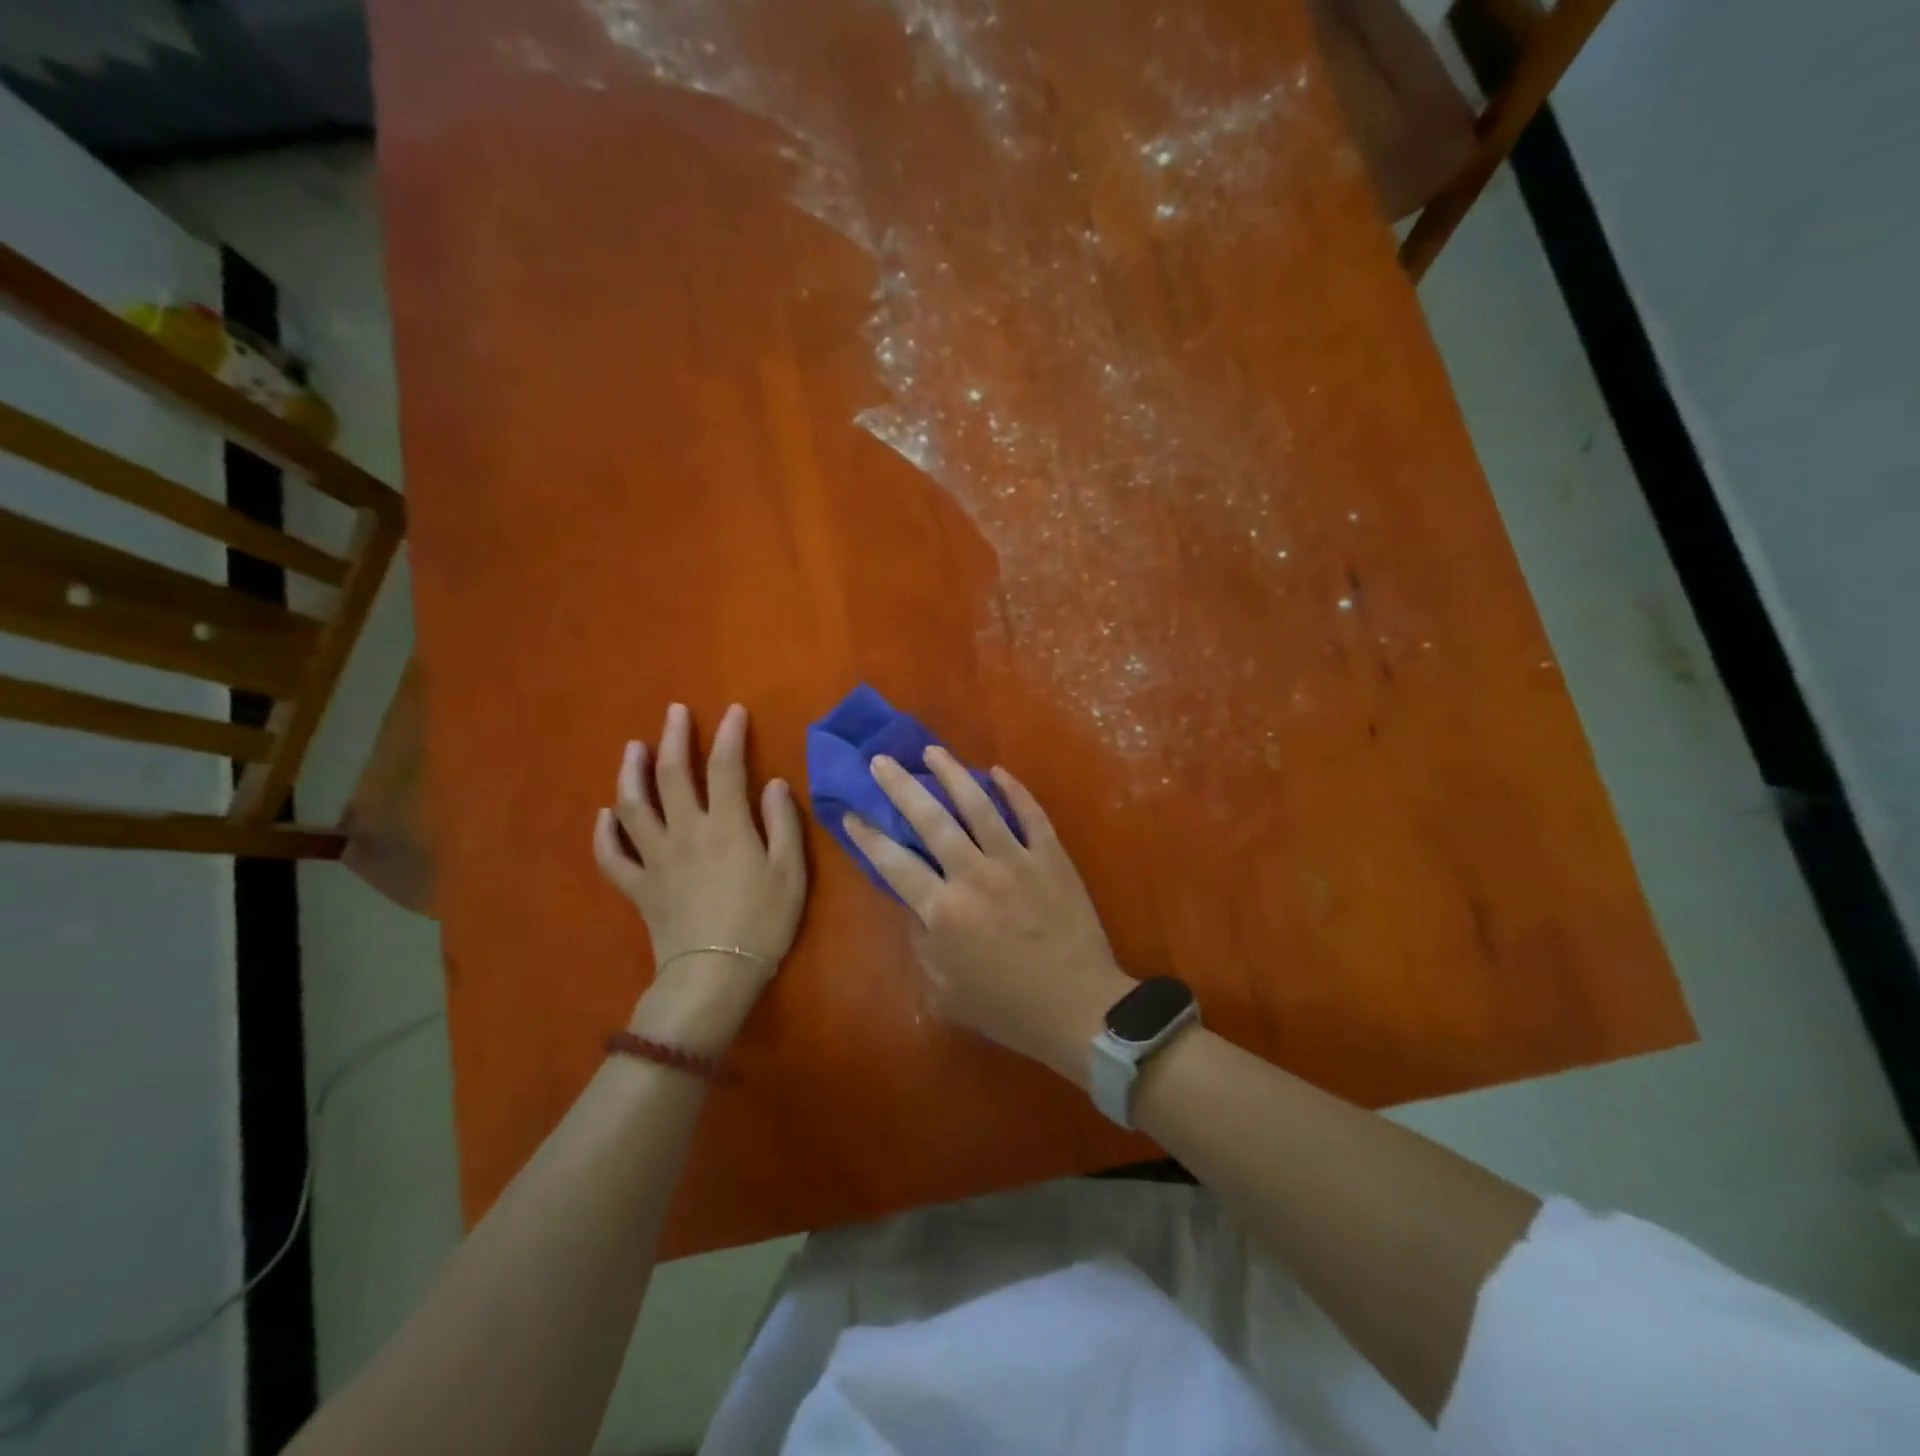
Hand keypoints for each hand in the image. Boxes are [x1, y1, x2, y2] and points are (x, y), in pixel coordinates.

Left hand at [593, 703, 805, 1047]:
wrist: (715, 974)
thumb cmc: (762, 923)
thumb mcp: (791, 872)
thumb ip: (783, 823)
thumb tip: (774, 783)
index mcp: (727, 826)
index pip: (726, 767)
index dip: (729, 734)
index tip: (733, 710)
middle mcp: (686, 832)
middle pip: (673, 775)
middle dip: (674, 738)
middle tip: (674, 712)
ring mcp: (656, 858)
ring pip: (634, 806)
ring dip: (631, 772)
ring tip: (633, 748)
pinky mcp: (638, 886)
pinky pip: (612, 856)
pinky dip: (604, 833)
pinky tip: (605, 815)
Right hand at [843, 748, 1134, 1085]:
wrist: (1078, 1008)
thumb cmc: (1008, 1008)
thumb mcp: (946, 992)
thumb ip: (924, 945)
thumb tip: (917, 908)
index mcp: (943, 910)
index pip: (894, 863)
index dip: (867, 836)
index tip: (850, 811)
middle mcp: (974, 874)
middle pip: (930, 820)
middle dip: (900, 786)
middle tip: (881, 760)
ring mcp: (1016, 860)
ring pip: (978, 805)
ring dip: (952, 774)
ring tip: (932, 751)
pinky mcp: (1051, 856)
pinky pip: (1030, 814)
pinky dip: (1014, 790)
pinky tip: (998, 771)